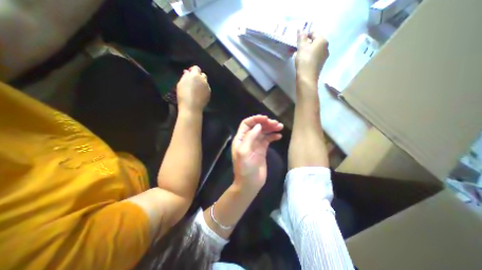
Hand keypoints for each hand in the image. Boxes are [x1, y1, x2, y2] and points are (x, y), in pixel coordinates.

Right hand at [175, 65, 208, 112]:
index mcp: (195, 75)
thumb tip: (187, 72)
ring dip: (202, 83)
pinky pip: (207, 89)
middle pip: (203, 75)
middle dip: (199, 76)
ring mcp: (207, 87)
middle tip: (193, 81)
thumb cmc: (183, 95)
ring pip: (205, 82)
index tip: (189, 73)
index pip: (196, 68)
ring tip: (196, 88)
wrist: (191, 107)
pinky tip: (200, 94)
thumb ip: (185, 76)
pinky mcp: (209, 93)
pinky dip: (204, 89)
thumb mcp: (181, 83)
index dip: (193, 70)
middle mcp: (203, 80)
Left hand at [233, 115, 283, 188]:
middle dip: (265, 123)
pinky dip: (273, 136)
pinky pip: (267, 140)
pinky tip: (279, 136)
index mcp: (241, 139)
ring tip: (280, 127)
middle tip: (276, 123)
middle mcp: (248, 140)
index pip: (246, 124)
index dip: (255, 119)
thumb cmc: (244, 168)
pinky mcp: (262, 150)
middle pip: (256, 127)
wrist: (250, 183)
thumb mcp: (244, 152)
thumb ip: (250, 137)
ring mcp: (255, 144)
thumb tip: (258, 125)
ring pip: (263, 132)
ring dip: (271, 128)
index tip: (265, 118)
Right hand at [296, 31, 328, 81]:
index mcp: (323, 40)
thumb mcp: (301, 47)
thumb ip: (301, 37)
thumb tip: (301, 29)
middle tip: (296, 48)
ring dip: (305, 51)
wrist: (307, 77)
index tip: (297, 40)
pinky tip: (302, 61)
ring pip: (313, 50)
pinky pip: (314, 57)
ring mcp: (324, 57)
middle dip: (304, 44)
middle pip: (314, 42)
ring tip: (297, 55)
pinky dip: (308, 57)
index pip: (314, 33)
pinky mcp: (320, 65)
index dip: (305, 35)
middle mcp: (326, 47)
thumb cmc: (305, 60)